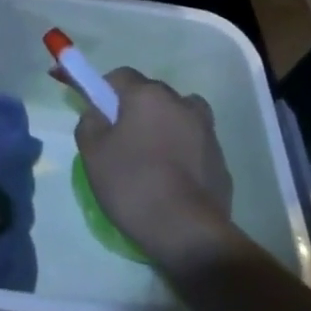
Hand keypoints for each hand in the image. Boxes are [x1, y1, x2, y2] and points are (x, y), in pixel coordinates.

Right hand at [74, 68, 235, 265]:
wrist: (189, 235)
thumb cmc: (133, 184)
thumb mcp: (92, 152)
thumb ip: (89, 122)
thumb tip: (97, 113)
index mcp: (147, 95)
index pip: (119, 76)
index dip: (102, 90)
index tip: (94, 111)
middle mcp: (181, 103)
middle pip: (151, 94)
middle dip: (134, 108)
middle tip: (118, 139)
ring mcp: (206, 132)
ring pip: (178, 116)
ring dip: (164, 126)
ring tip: (150, 157)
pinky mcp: (221, 161)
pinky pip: (194, 145)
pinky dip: (182, 152)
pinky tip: (171, 180)